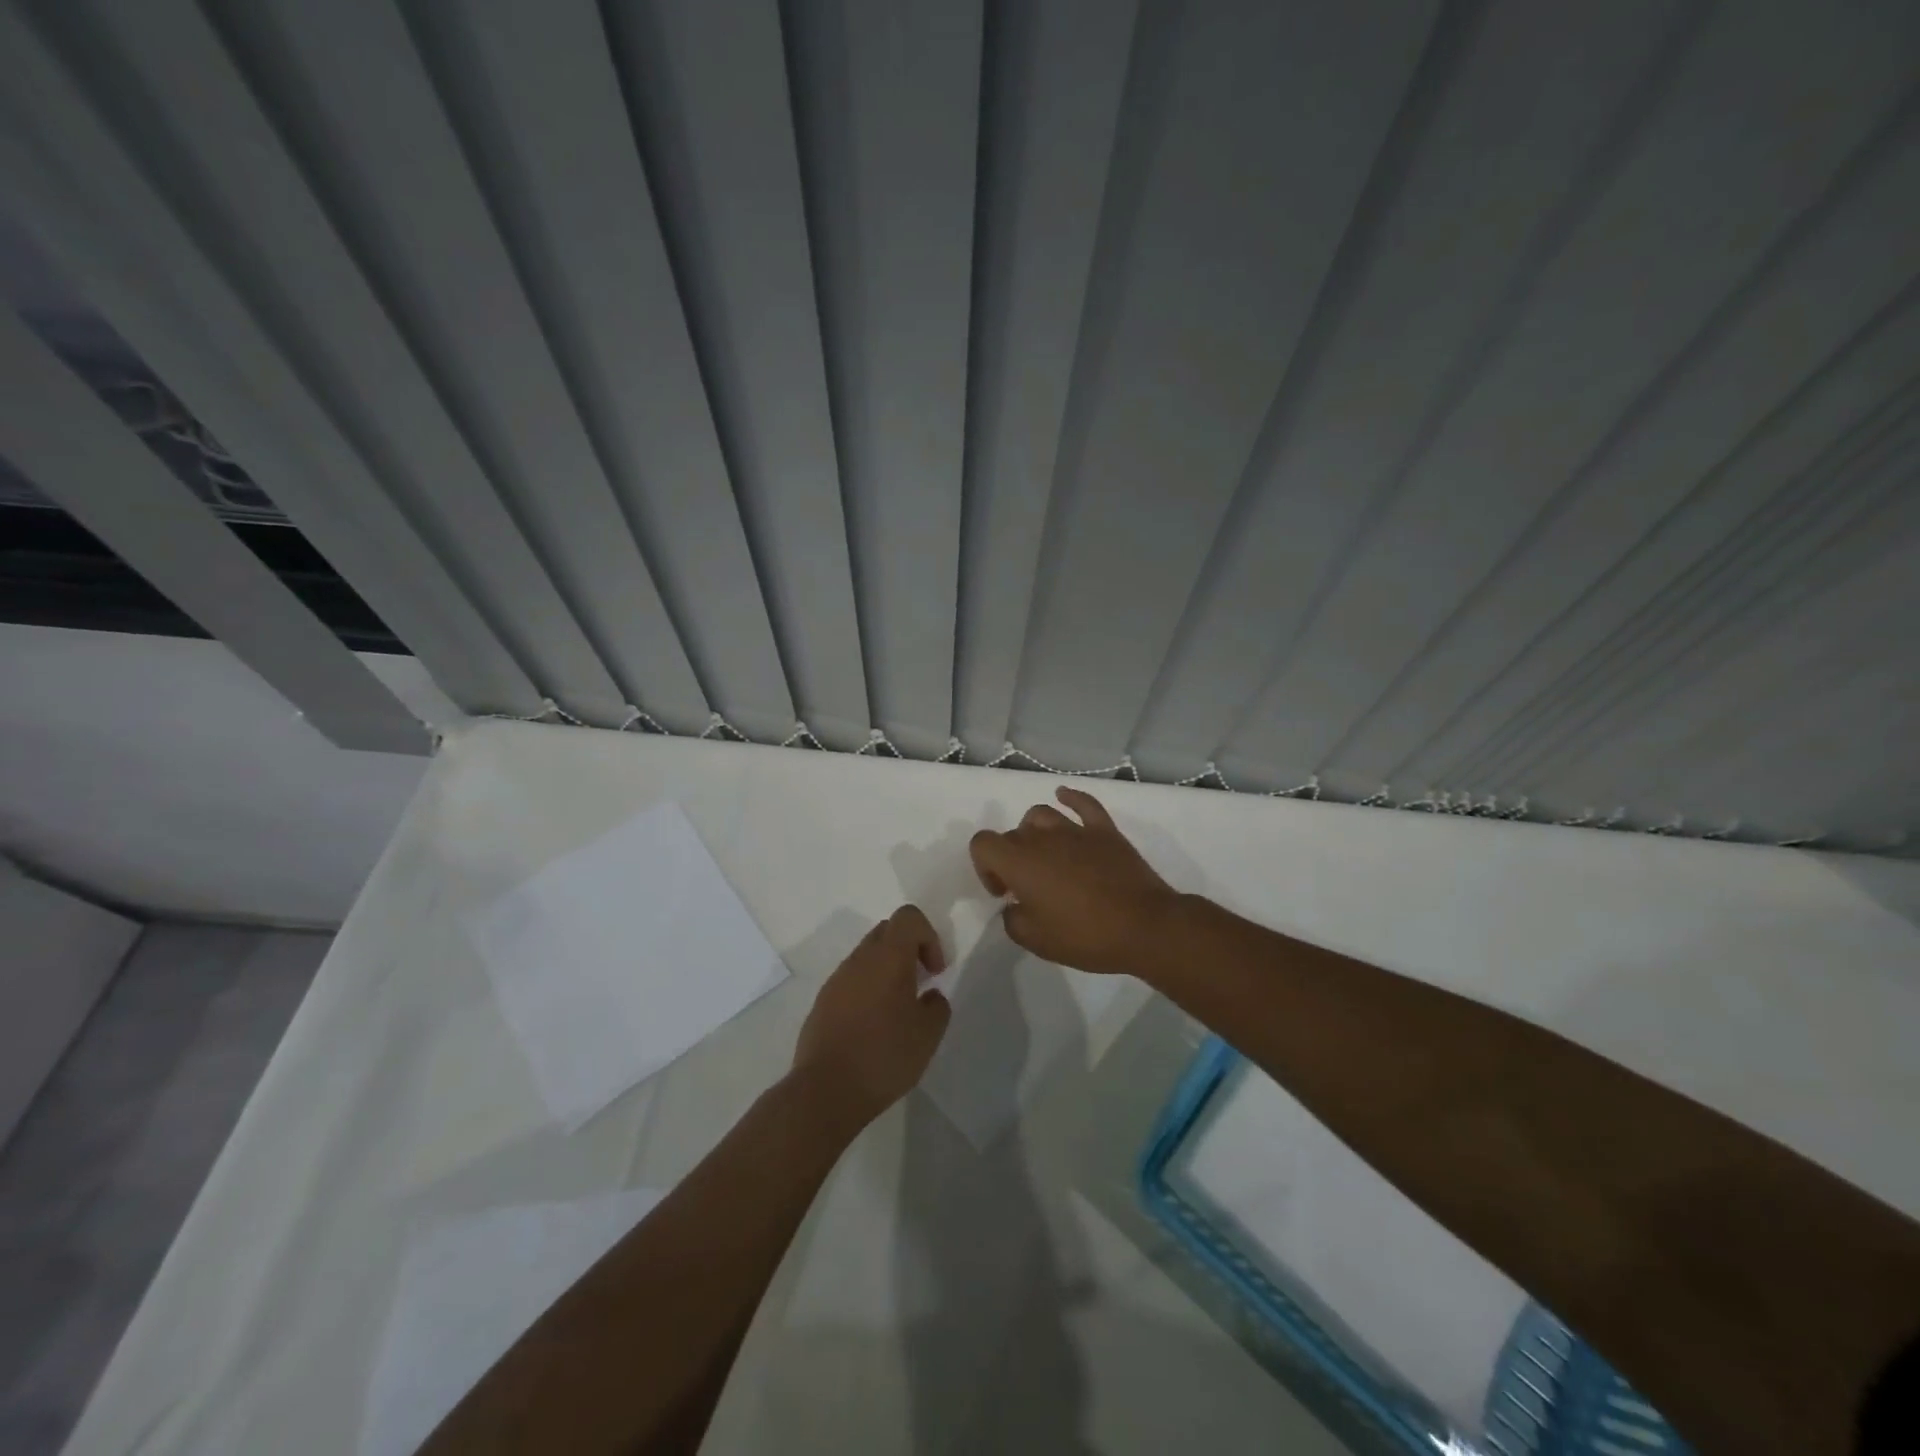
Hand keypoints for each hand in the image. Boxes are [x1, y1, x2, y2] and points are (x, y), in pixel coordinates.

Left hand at [791, 905, 950, 1125]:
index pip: (908, 917)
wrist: (825, 1091)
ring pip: (867, 956)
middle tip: (920, 984)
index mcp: (888, 957)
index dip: (929, 936)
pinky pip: (851, 980)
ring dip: (887, 971)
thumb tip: (929, 995)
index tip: (935, 971)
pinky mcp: (822, 1002)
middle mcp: (859, 959)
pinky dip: (867, 990)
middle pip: (887, 931)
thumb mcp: (928, 1035)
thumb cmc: (884, 1056)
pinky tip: (874, 1027)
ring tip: (898, 1011)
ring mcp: (836, 979)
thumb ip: (937, 1006)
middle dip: (909, 949)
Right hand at [969, 787, 1183, 977]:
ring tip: (1044, 855)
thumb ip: (1013, 920)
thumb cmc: (1085, 936)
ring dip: (1033, 832)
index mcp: (1020, 862)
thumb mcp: (1036, 941)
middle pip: (1013, 833)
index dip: (984, 866)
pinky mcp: (1105, 830)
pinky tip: (1063, 797)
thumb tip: (1015, 906)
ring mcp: (1076, 830)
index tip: (1004, 892)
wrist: (1144, 927)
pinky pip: (1083, 804)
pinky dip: (1070, 798)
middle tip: (1028, 889)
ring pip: (1041, 814)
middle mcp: (1043, 838)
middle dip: (1011, 858)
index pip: (982, 843)